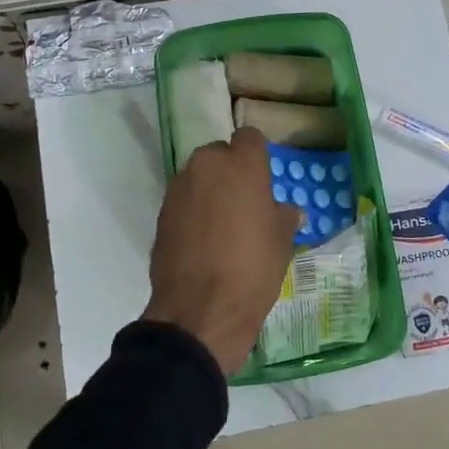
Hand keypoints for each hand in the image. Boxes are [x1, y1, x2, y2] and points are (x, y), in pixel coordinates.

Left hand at [143, 126, 301, 374]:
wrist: (200, 311)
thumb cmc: (252, 268)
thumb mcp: (282, 242)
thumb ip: (284, 216)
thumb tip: (287, 211)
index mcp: (241, 163)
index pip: (249, 137)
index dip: (257, 155)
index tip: (264, 178)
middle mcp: (206, 165)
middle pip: (220, 155)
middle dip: (231, 172)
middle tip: (245, 204)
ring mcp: (179, 188)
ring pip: (199, 177)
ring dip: (210, 191)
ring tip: (223, 225)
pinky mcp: (161, 213)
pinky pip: (183, 201)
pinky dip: (193, 212)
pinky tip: (203, 241)